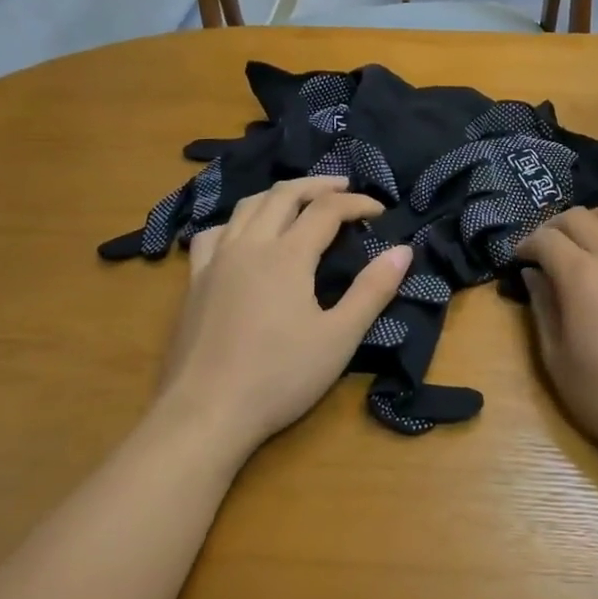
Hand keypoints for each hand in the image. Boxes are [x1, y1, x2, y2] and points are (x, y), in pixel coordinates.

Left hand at [155, 178, 411, 456]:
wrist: (205, 413)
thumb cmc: (280, 377)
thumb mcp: (339, 337)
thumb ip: (372, 290)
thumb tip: (403, 251)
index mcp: (287, 255)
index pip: (326, 210)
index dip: (356, 204)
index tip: (380, 211)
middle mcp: (249, 245)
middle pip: (284, 194)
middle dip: (318, 185)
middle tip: (344, 187)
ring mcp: (216, 261)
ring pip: (247, 206)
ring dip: (279, 195)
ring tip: (299, 200)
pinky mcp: (195, 281)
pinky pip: (216, 233)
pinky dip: (239, 221)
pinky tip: (244, 235)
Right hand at [517, 207, 597, 461]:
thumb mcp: (557, 358)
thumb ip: (542, 307)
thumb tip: (533, 274)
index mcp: (581, 275)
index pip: (546, 238)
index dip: (527, 244)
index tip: (519, 258)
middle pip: (579, 216)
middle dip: (554, 226)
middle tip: (545, 249)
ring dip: (592, 221)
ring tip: (584, 244)